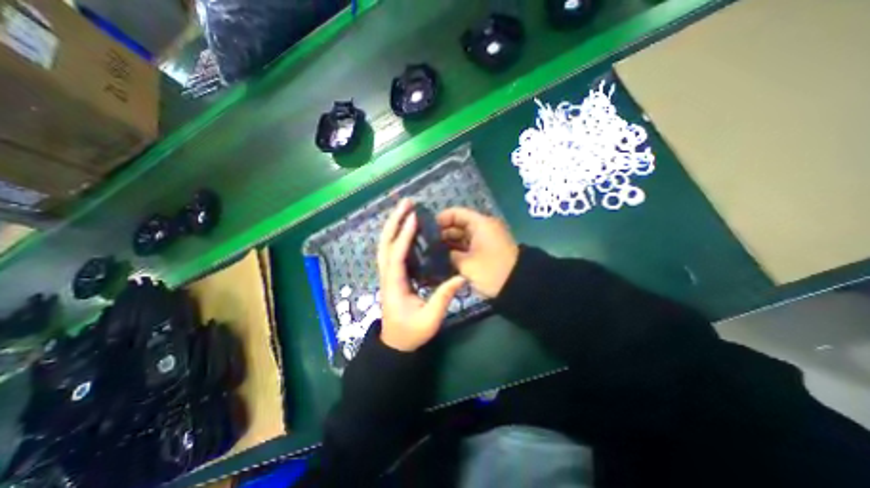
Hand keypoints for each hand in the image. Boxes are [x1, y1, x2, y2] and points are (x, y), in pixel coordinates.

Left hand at [377, 199, 464, 351]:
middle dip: (394, 221)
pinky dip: (396, 236)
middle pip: (385, 244)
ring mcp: (388, 274)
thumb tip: (460, 277)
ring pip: (385, 245)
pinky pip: (391, 251)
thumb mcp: (430, 319)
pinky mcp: (392, 275)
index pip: (397, 256)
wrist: (396, 344)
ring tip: (405, 209)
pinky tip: (406, 228)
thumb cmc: (412, 333)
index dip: (404, 236)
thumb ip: (444, 297)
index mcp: (394, 285)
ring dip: (393, 225)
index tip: (413, 218)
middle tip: (406, 203)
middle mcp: (387, 275)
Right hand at [435, 205, 514, 297]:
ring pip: (463, 236)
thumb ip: (450, 255)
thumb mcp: (467, 264)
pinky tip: (445, 257)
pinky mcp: (487, 250)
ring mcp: (485, 239)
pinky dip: (459, 250)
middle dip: (443, 233)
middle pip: (459, 224)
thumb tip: (440, 251)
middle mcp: (483, 228)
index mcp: (480, 224)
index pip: (457, 213)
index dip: (441, 219)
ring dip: (450, 243)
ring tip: (433, 251)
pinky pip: (469, 245)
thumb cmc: (491, 271)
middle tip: (427, 243)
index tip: (427, 229)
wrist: (518, 286)